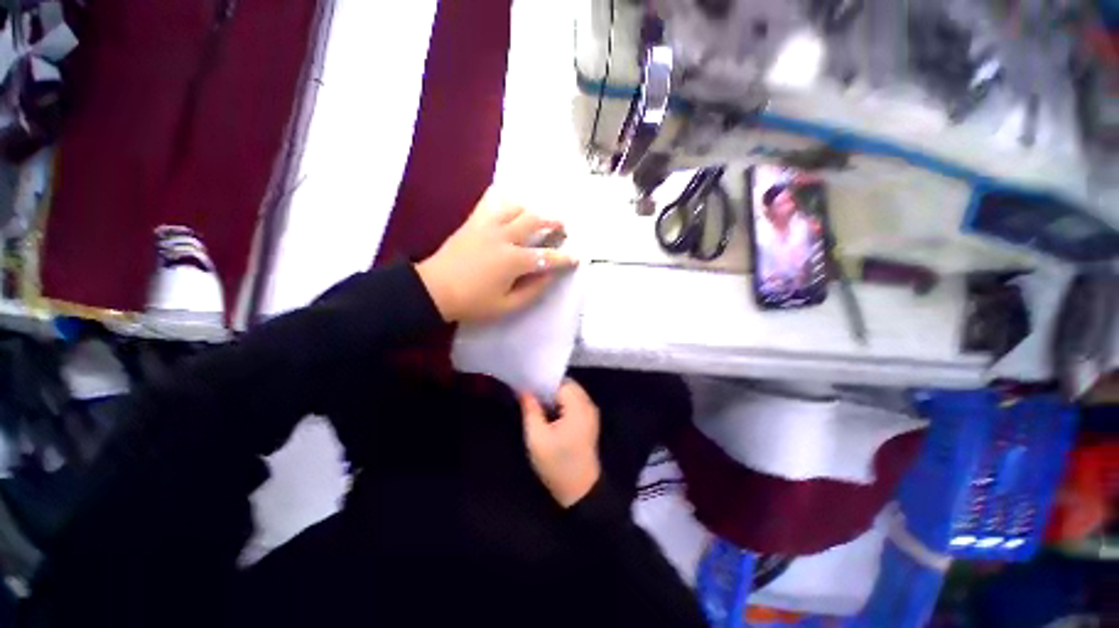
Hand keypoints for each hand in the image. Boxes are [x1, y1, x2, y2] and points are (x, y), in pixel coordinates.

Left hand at [416, 188, 576, 322]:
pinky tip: (508, 206)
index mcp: (513, 261)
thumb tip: (550, 276)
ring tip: (536, 218)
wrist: (433, 290)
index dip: (564, 258)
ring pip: (515, 207)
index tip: (576, 258)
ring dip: (531, 210)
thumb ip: (532, 291)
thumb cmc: (472, 303)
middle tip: (562, 226)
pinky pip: (490, 203)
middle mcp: (504, 237)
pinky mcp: (473, 222)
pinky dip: (503, 201)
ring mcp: (487, 226)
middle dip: (553, 221)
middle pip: (534, 220)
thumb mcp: (507, 306)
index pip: (547, 257)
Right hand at [520, 380, 601, 507]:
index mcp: (578, 406)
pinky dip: (561, 404)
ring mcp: (590, 413)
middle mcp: (588, 405)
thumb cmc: (557, 464)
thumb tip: (524, 390)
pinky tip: (548, 414)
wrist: (580, 491)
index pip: (561, 382)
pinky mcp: (588, 422)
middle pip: (567, 386)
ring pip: (570, 394)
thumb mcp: (537, 437)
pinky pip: (574, 403)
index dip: (544, 382)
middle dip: (548, 389)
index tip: (527, 385)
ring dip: (554, 397)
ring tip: (536, 404)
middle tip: (529, 395)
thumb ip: (530, 410)